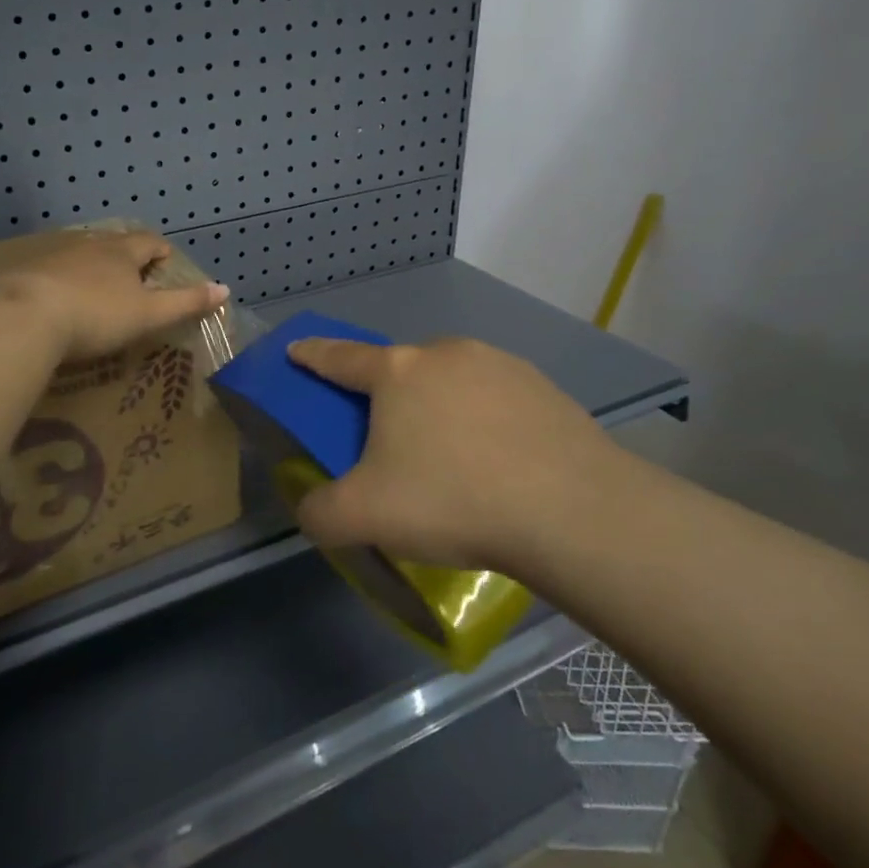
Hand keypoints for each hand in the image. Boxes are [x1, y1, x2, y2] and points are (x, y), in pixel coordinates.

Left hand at [0, 230, 229, 360]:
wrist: (24, 317)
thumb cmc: (97, 315)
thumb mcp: (149, 314)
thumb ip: (186, 302)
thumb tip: (224, 289)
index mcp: (121, 252)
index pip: (148, 241)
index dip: (160, 249)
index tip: (166, 259)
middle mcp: (88, 246)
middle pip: (113, 243)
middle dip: (126, 255)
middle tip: (134, 273)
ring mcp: (54, 256)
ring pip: (81, 254)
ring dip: (92, 266)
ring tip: (97, 286)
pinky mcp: (25, 273)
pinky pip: (51, 271)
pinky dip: (62, 281)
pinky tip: (58, 300)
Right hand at [284, 336, 638, 572]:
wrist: (571, 510)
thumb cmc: (452, 499)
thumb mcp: (363, 518)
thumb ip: (319, 513)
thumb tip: (313, 509)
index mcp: (396, 372)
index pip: (339, 357)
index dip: (312, 355)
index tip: (296, 349)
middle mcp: (444, 354)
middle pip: (399, 370)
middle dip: (386, 396)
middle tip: (390, 443)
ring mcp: (499, 365)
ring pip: (450, 383)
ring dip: (438, 409)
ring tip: (451, 462)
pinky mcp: (543, 388)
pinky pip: (494, 400)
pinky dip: (483, 422)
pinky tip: (497, 464)